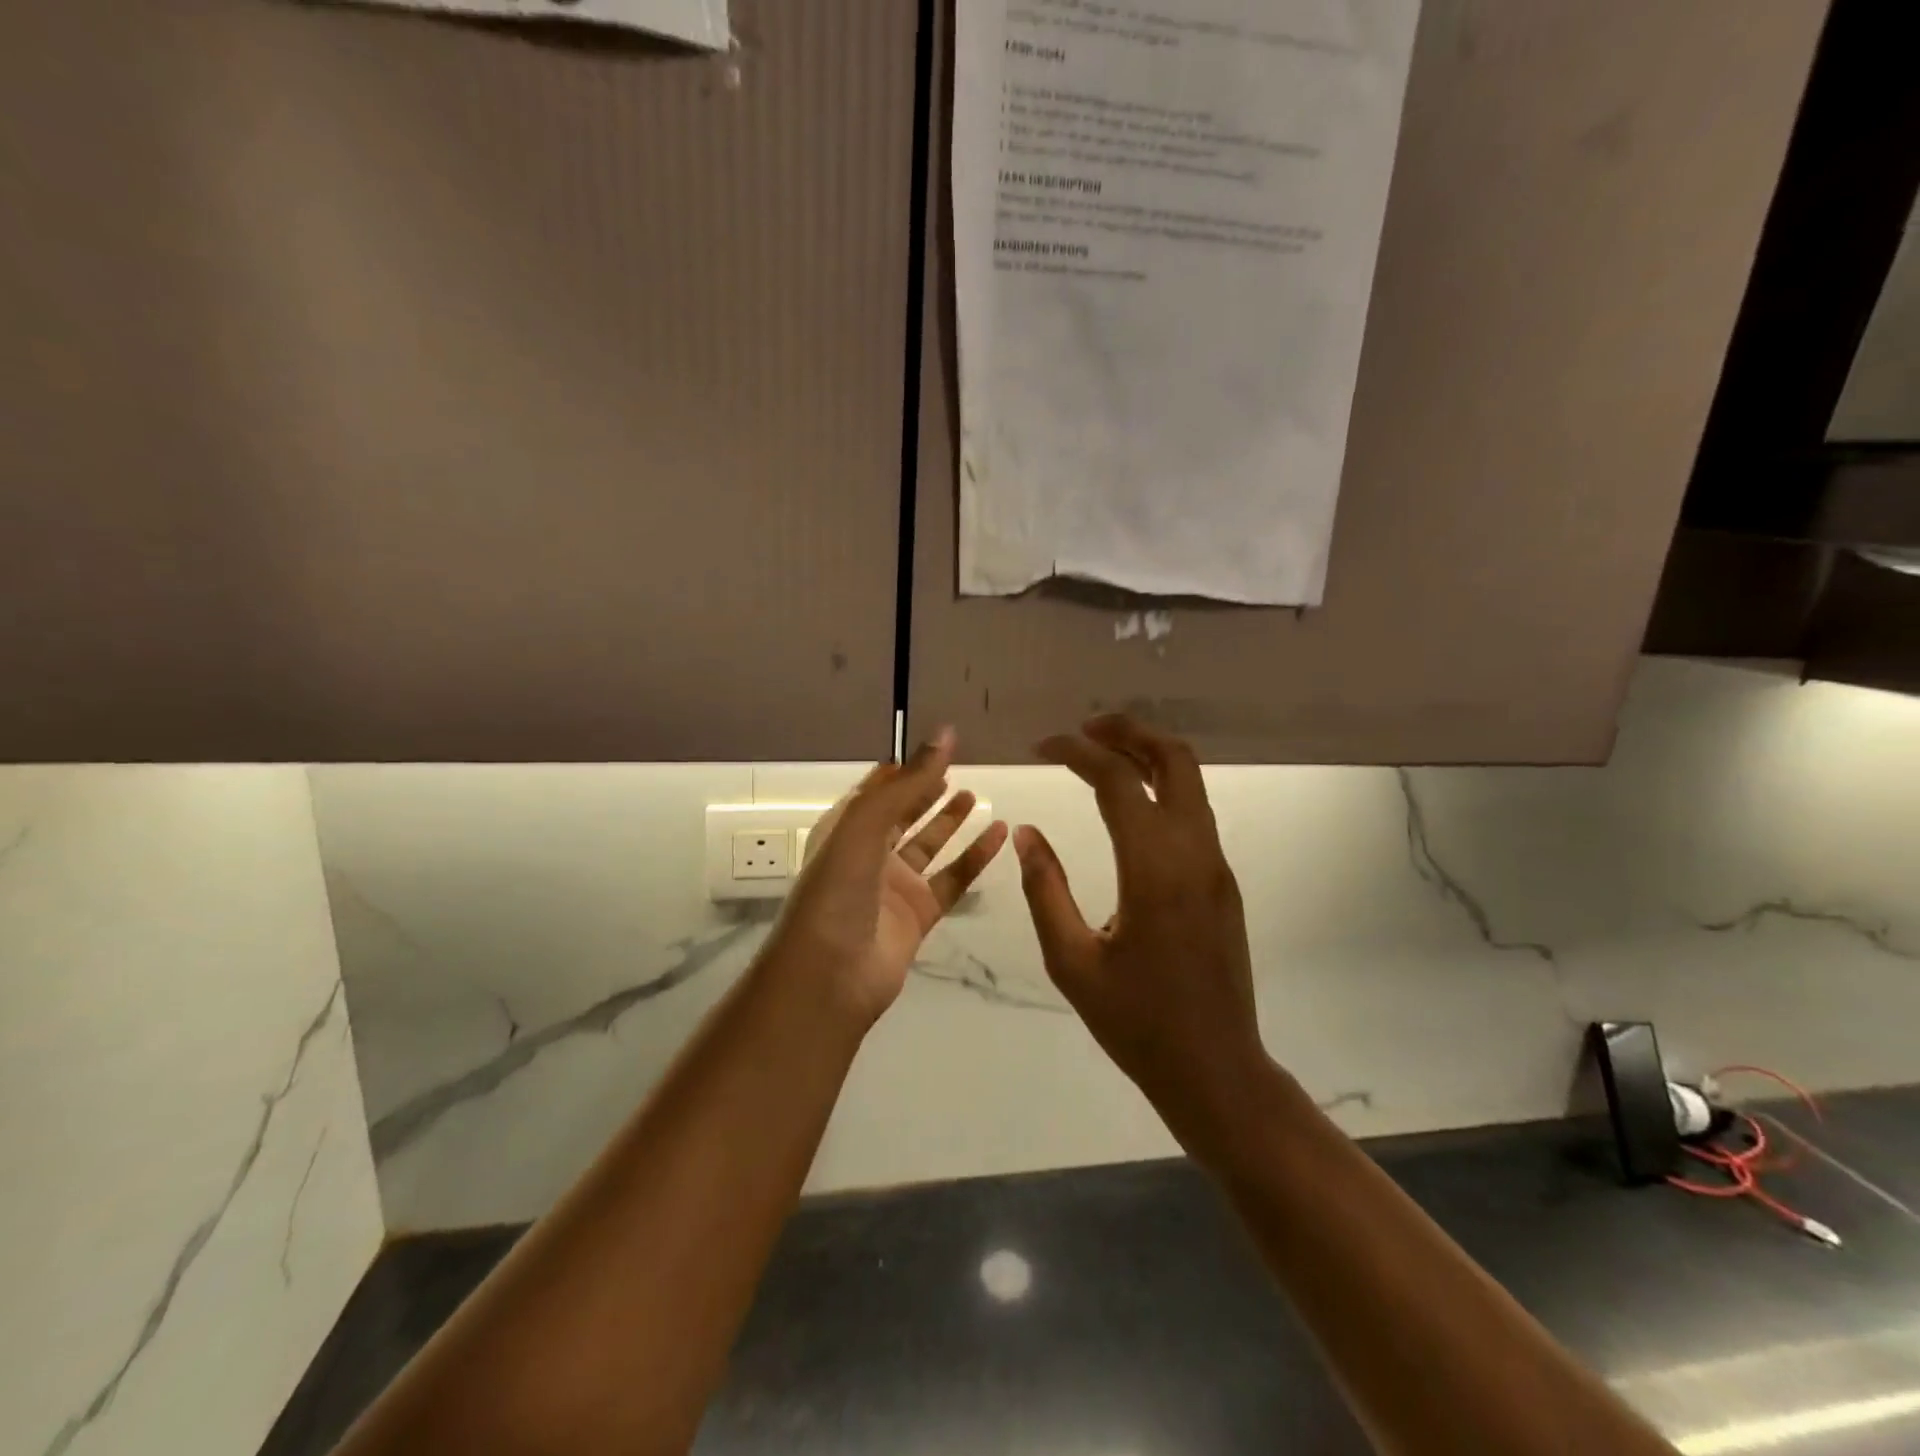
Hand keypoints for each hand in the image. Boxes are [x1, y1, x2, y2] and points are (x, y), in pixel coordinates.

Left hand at [768, 729, 1007, 1029]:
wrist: (830, 975)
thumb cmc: (838, 889)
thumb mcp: (867, 824)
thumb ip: (909, 781)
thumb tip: (945, 734)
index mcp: (844, 829)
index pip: (876, 789)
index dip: (903, 768)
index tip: (936, 746)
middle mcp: (868, 853)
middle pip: (902, 813)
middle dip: (926, 790)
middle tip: (958, 768)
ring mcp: (894, 886)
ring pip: (928, 845)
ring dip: (950, 820)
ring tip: (977, 794)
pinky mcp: (918, 914)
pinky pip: (953, 878)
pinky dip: (975, 857)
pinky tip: (999, 834)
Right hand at [1015, 715, 1267, 1151]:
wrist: (1216, 1069)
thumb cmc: (1136, 1022)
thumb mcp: (1071, 962)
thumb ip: (1046, 890)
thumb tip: (1027, 833)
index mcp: (1154, 869)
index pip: (1117, 780)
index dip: (1077, 750)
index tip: (1042, 744)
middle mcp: (1194, 852)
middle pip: (1174, 759)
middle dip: (1129, 730)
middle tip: (1084, 728)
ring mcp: (1215, 865)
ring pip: (1190, 781)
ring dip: (1147, 754)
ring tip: (1099, 755)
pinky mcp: (1222, 881)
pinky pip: (1193, 811)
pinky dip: (1161, 786)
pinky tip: (1127, 803)